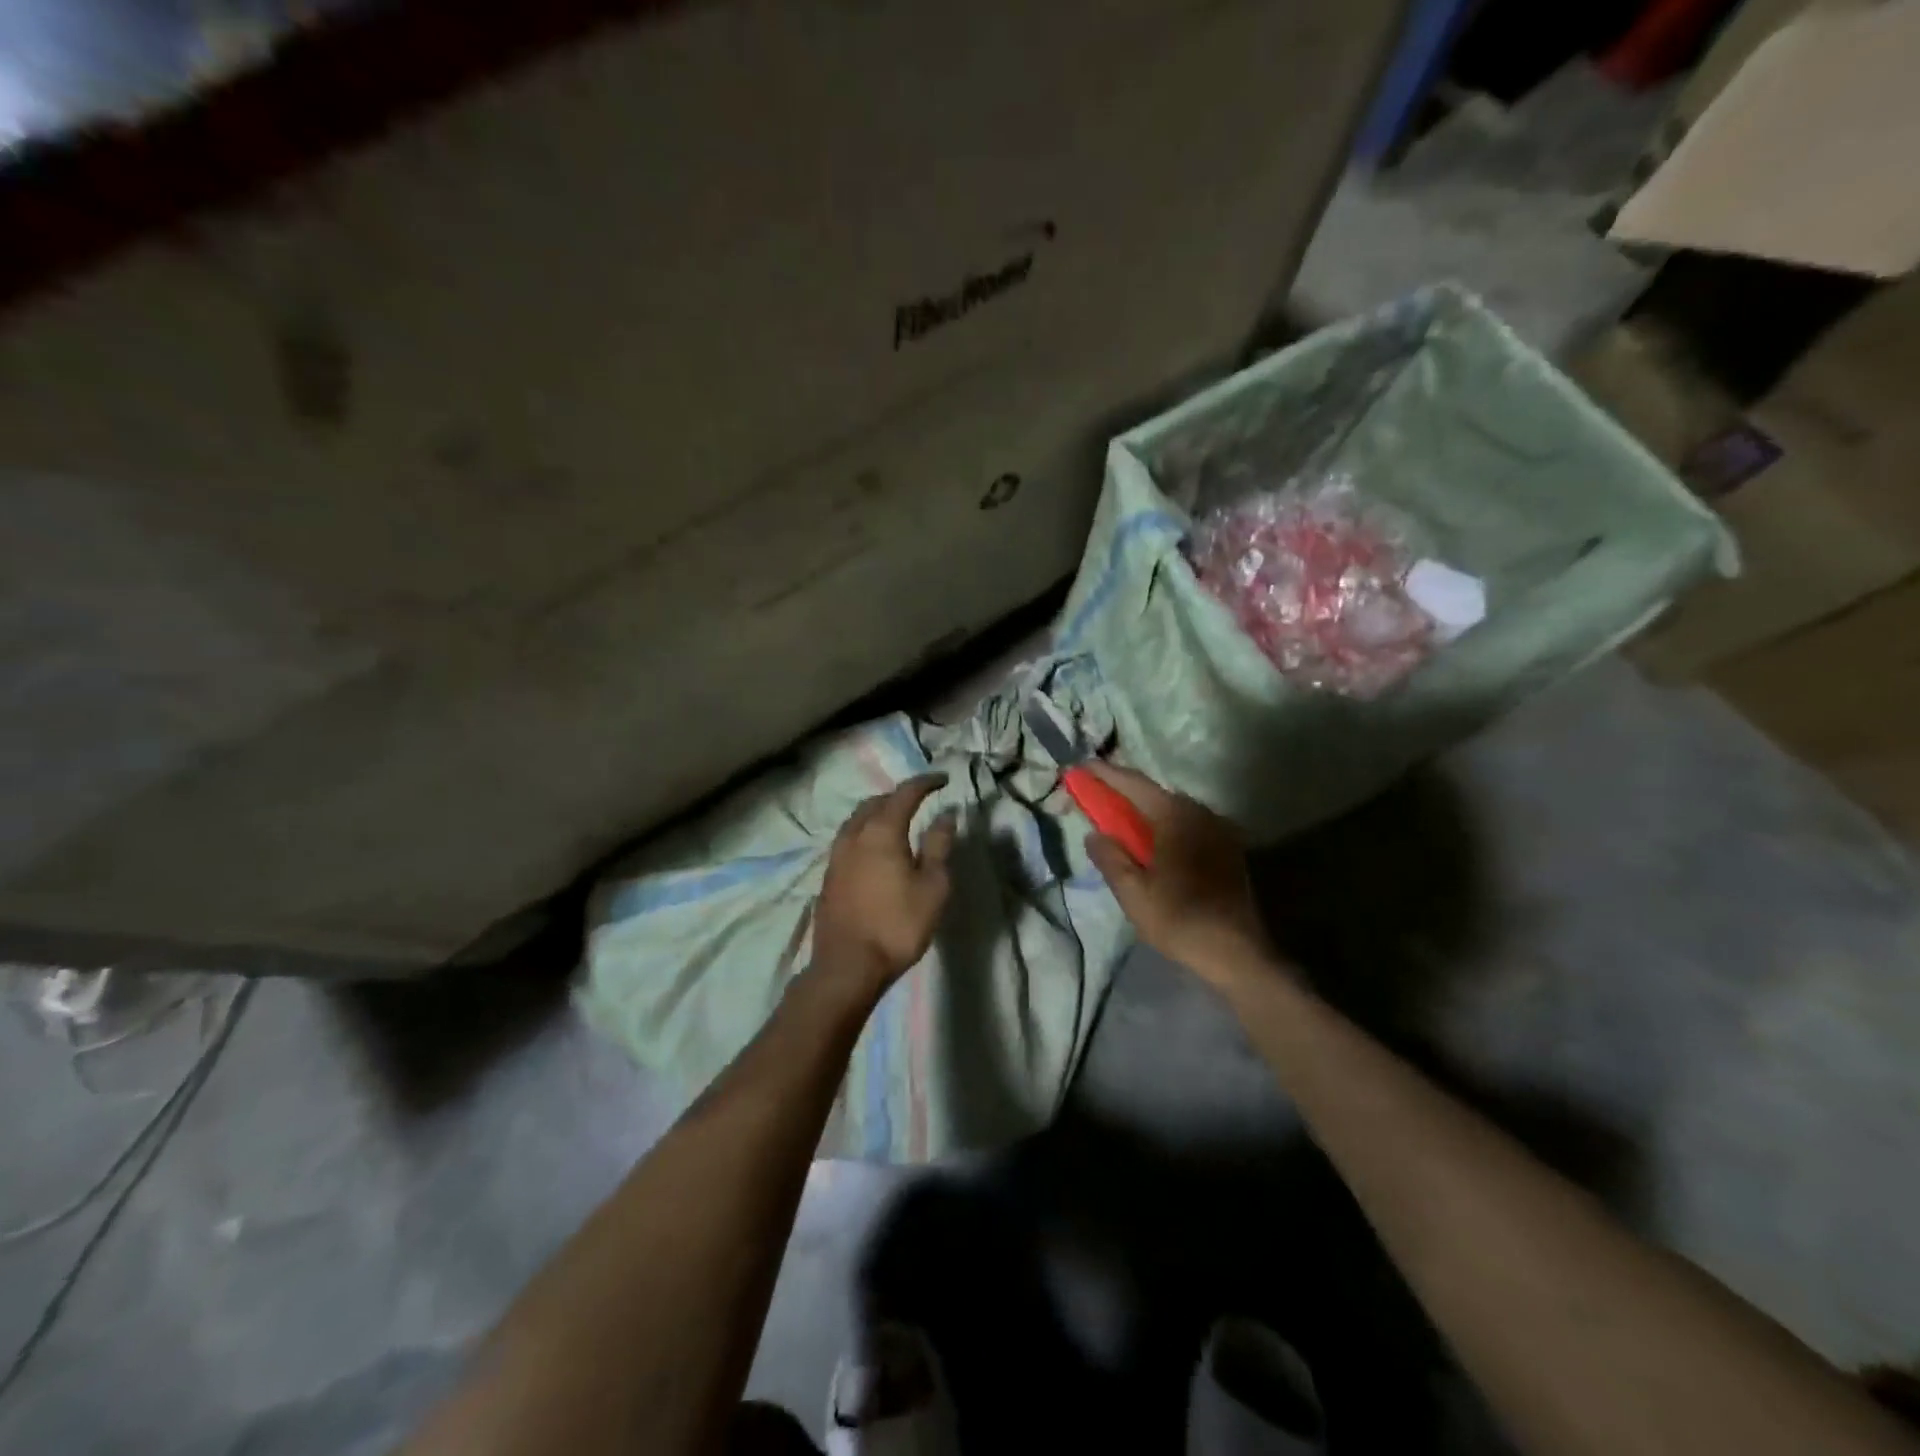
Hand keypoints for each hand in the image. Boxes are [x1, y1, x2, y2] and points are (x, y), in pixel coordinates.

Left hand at [813, 774, 957, 996]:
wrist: (848, 966)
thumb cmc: (897, 925)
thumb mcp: (932, 886)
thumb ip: (939, 846)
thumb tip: (946, 815)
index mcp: (882, 831)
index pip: (905, 793)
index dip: (925, 783)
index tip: (943, 780)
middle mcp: (855, 835)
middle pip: (876, 802)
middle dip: (899, 795)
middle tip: (920, 800)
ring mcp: (836, 855)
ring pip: (857, 819)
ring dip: (878, 812)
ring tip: (897, 820)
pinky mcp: (829, 875)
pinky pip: (849, 839)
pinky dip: (866, 832)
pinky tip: (874, 848)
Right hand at [1081, 763, 1274, 985]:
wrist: (1239, 952)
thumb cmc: (1180, 919)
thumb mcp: (1134, 893)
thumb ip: (1110, 858)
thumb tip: (1094, 834)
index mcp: (1175, 816)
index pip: (1133, 784)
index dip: (1105, 774)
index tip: (1081, 766)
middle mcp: (1200, 812)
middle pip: (1154, 793)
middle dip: (1123, 791)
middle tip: (1096, 793)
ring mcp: (1218, 829)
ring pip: (1172, 809)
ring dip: (1144, 809)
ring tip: (1119, 816)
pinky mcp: (1227, 848)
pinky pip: (1187, 824)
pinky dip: (1164, 824)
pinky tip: (1151, 841)